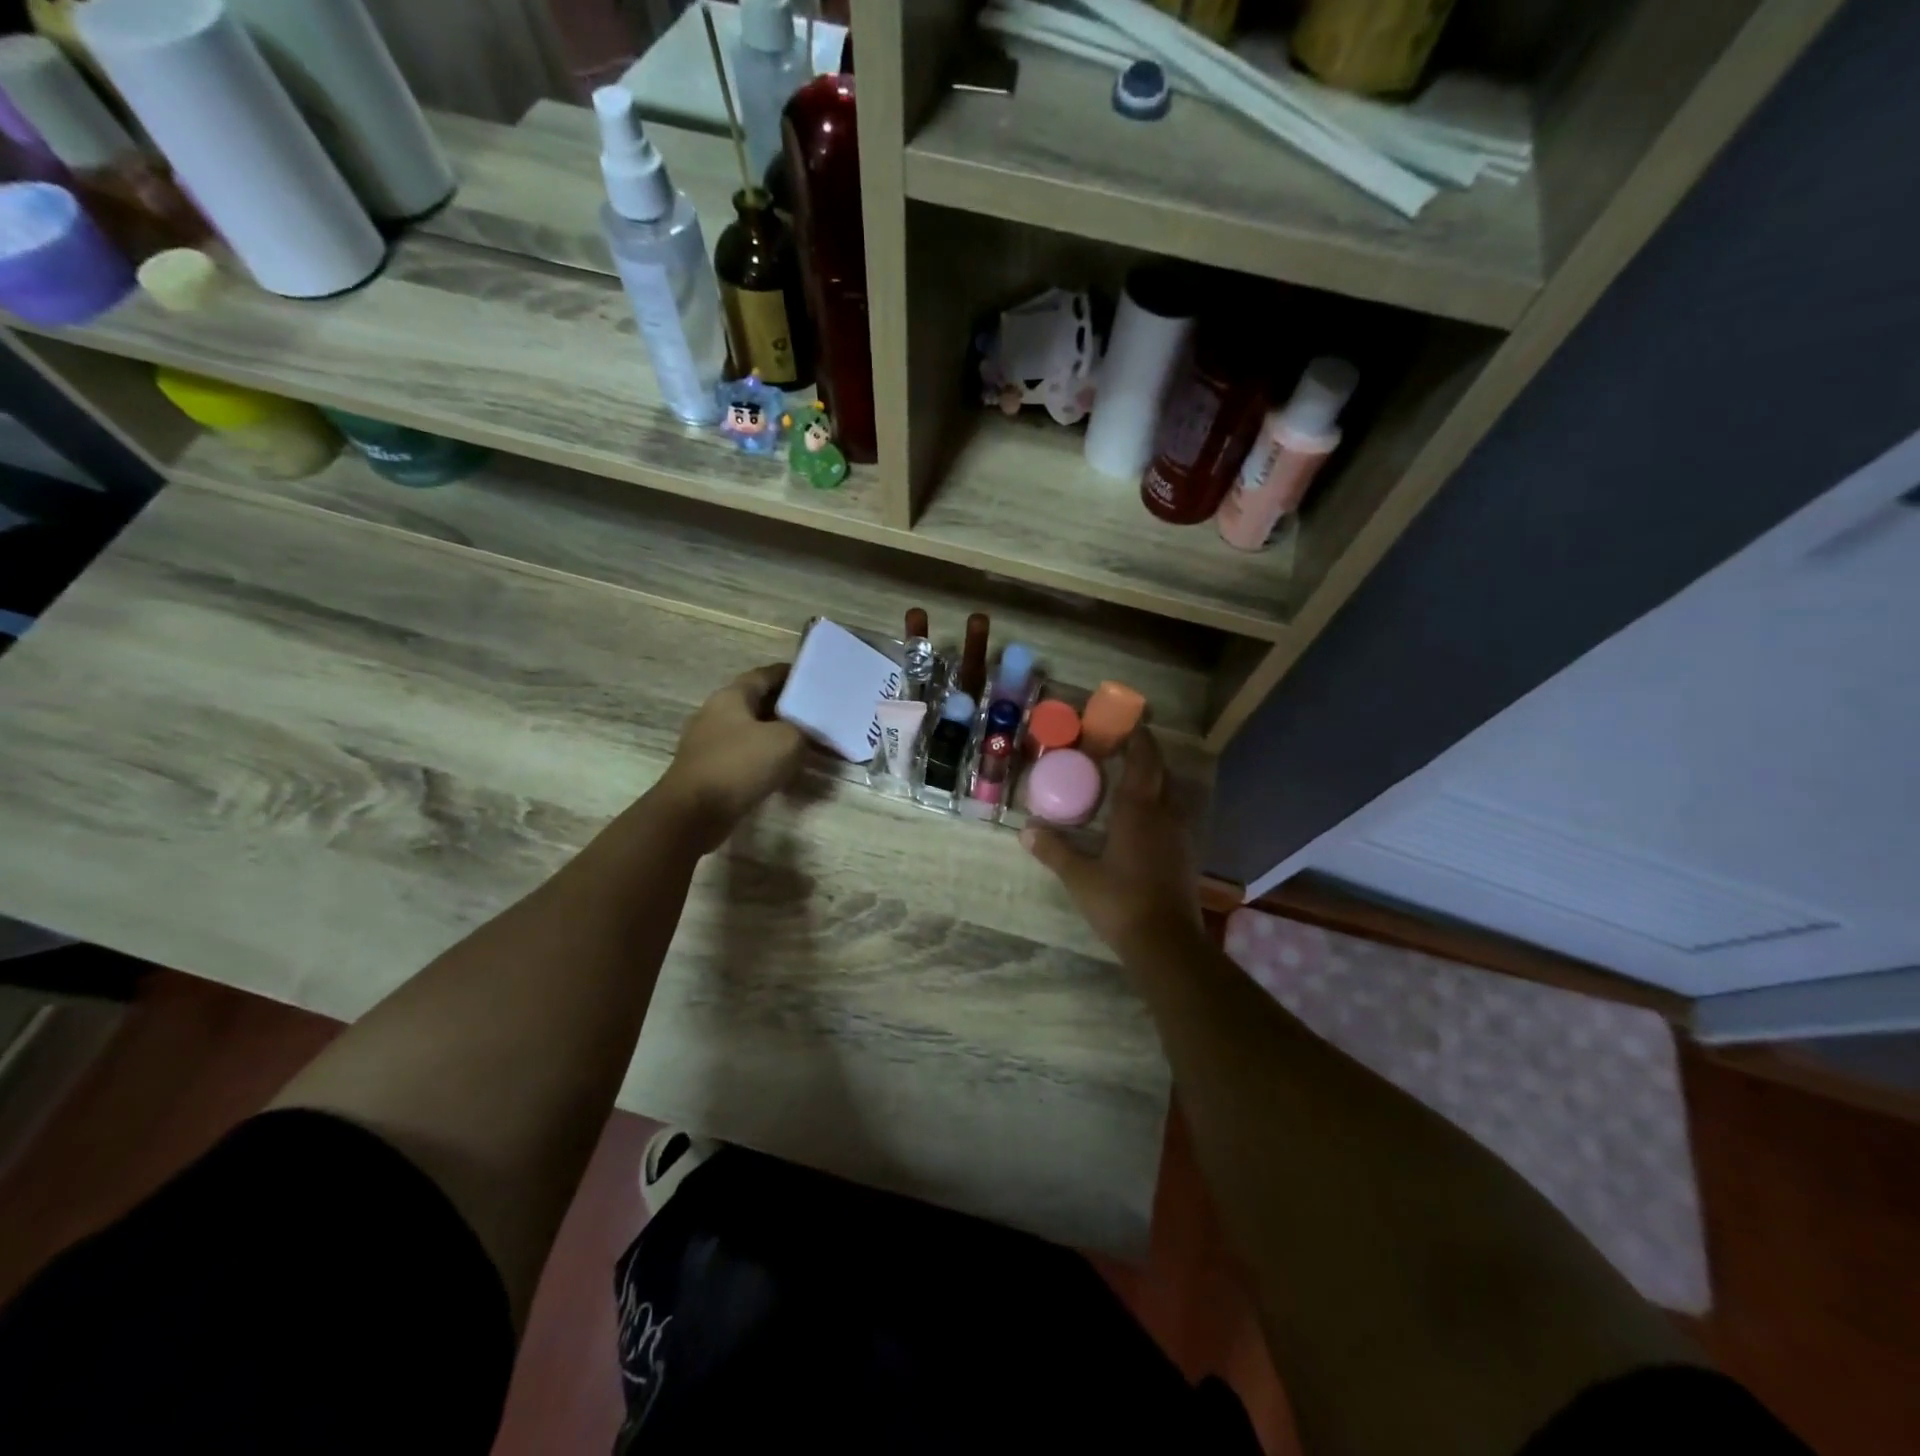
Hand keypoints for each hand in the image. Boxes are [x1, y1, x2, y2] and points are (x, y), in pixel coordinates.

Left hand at [657, 664, 806, 853]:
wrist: (695, 812)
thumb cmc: (740, 765)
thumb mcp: (787, 741)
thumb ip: (801, 730)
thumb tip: (801, 733)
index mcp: (731, 696)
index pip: (764, 675)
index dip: (789, 674)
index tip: (812, 678)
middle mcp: (715, 713)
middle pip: (755, 702)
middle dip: (784, 707)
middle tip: (813, 713)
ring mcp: (708, 742)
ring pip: (749, 730)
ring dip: (773, 734)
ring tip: (802, 742)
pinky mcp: (708, 769)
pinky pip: (742, 755)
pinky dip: (762, 757)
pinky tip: (780, 769)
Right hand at [1022, 731, 1203, 954]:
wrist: (1166, 942)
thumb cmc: (1120, 902)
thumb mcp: (1079, 877)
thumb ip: (1054, 851)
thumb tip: (1026, 831)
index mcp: (1139, 811)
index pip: (1144, 761)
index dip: (1139, 739)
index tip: (1128, 724)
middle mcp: (1164, 815)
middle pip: (1160, 773)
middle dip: (1145, 757)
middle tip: (1120, 750)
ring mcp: (1179, 835)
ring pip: (1170, 795)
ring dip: (1153, 781)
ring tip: (1128, 781)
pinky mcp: (1184, 854)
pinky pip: (1173, 815)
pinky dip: (1158, 805)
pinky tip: (1140, 819)